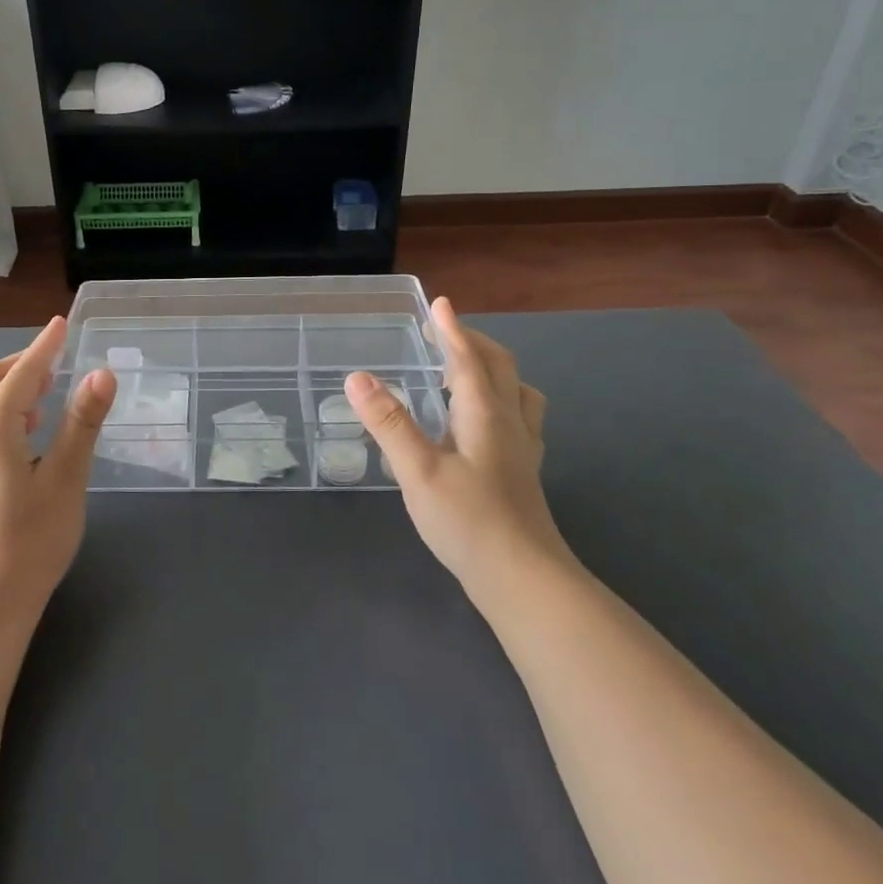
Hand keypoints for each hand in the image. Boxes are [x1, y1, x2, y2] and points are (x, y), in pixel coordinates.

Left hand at [0, 318, 116, 620]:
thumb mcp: (66, 479)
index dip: (44, 347)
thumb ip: (82, 423)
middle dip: (20, 365)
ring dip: (9, 391)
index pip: (21, 374)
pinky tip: (24, 439)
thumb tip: (102, 373)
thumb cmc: (30, 541)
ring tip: (44, 398)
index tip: (61, 324)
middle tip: (55, 362)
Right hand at [347, 298, 569, 597]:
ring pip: (516, 392)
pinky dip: (500, 400)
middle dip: (473, 343)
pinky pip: (517, 417)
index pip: (468, 359)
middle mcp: (509, 423)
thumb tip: (357, 377)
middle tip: (445, 332)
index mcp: (484, 414)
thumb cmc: (469, 521)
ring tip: (466, 371)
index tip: (439, 304)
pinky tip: (481, 424)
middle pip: (499, 368)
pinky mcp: (523, 473)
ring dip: (493, 370)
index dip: (452, 330)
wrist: (525, 580)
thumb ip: (389, 423)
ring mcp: (522, 449)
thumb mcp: (418, 471)